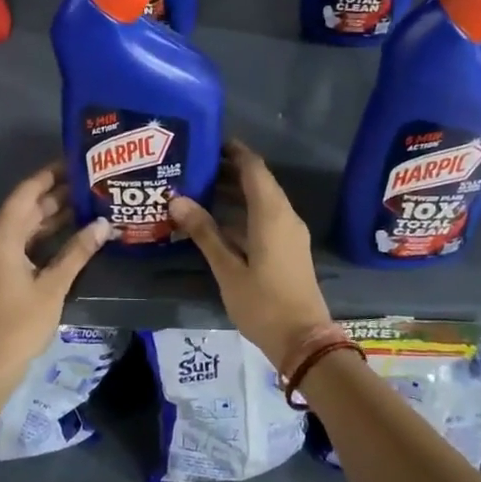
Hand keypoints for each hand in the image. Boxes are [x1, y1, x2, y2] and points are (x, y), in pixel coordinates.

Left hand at [0, 164, 110, 391]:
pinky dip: (40, 237)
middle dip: (55, 196)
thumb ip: (78, 252)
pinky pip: (17, 244)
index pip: (26, 193)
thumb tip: (103, 224)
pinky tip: (66, 236)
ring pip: (21, 228)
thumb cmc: (19, 324)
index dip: (49, 175)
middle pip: (24, 209)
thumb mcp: (53, 286)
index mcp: (1, 237)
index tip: (74, 161)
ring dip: (49, 217)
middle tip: (89, 183)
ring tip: (85, 204)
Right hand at [170, 140, 332, 365]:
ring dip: (235, 191)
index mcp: (272, 214)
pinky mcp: (289, 248)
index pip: (253, 167)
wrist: (303, 341)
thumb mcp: (228, 269)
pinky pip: (266, 217)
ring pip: (262, 200)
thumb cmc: (263, 304)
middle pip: (258, 181)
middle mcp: (285, 216)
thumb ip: (204, 232)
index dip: (233, 151)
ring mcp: (290, 233)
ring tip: (199, 187)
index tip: (208, 140)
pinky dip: (244, 211)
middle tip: (194, 164)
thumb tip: (177, 200)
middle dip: (229, 170)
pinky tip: (218, 220)